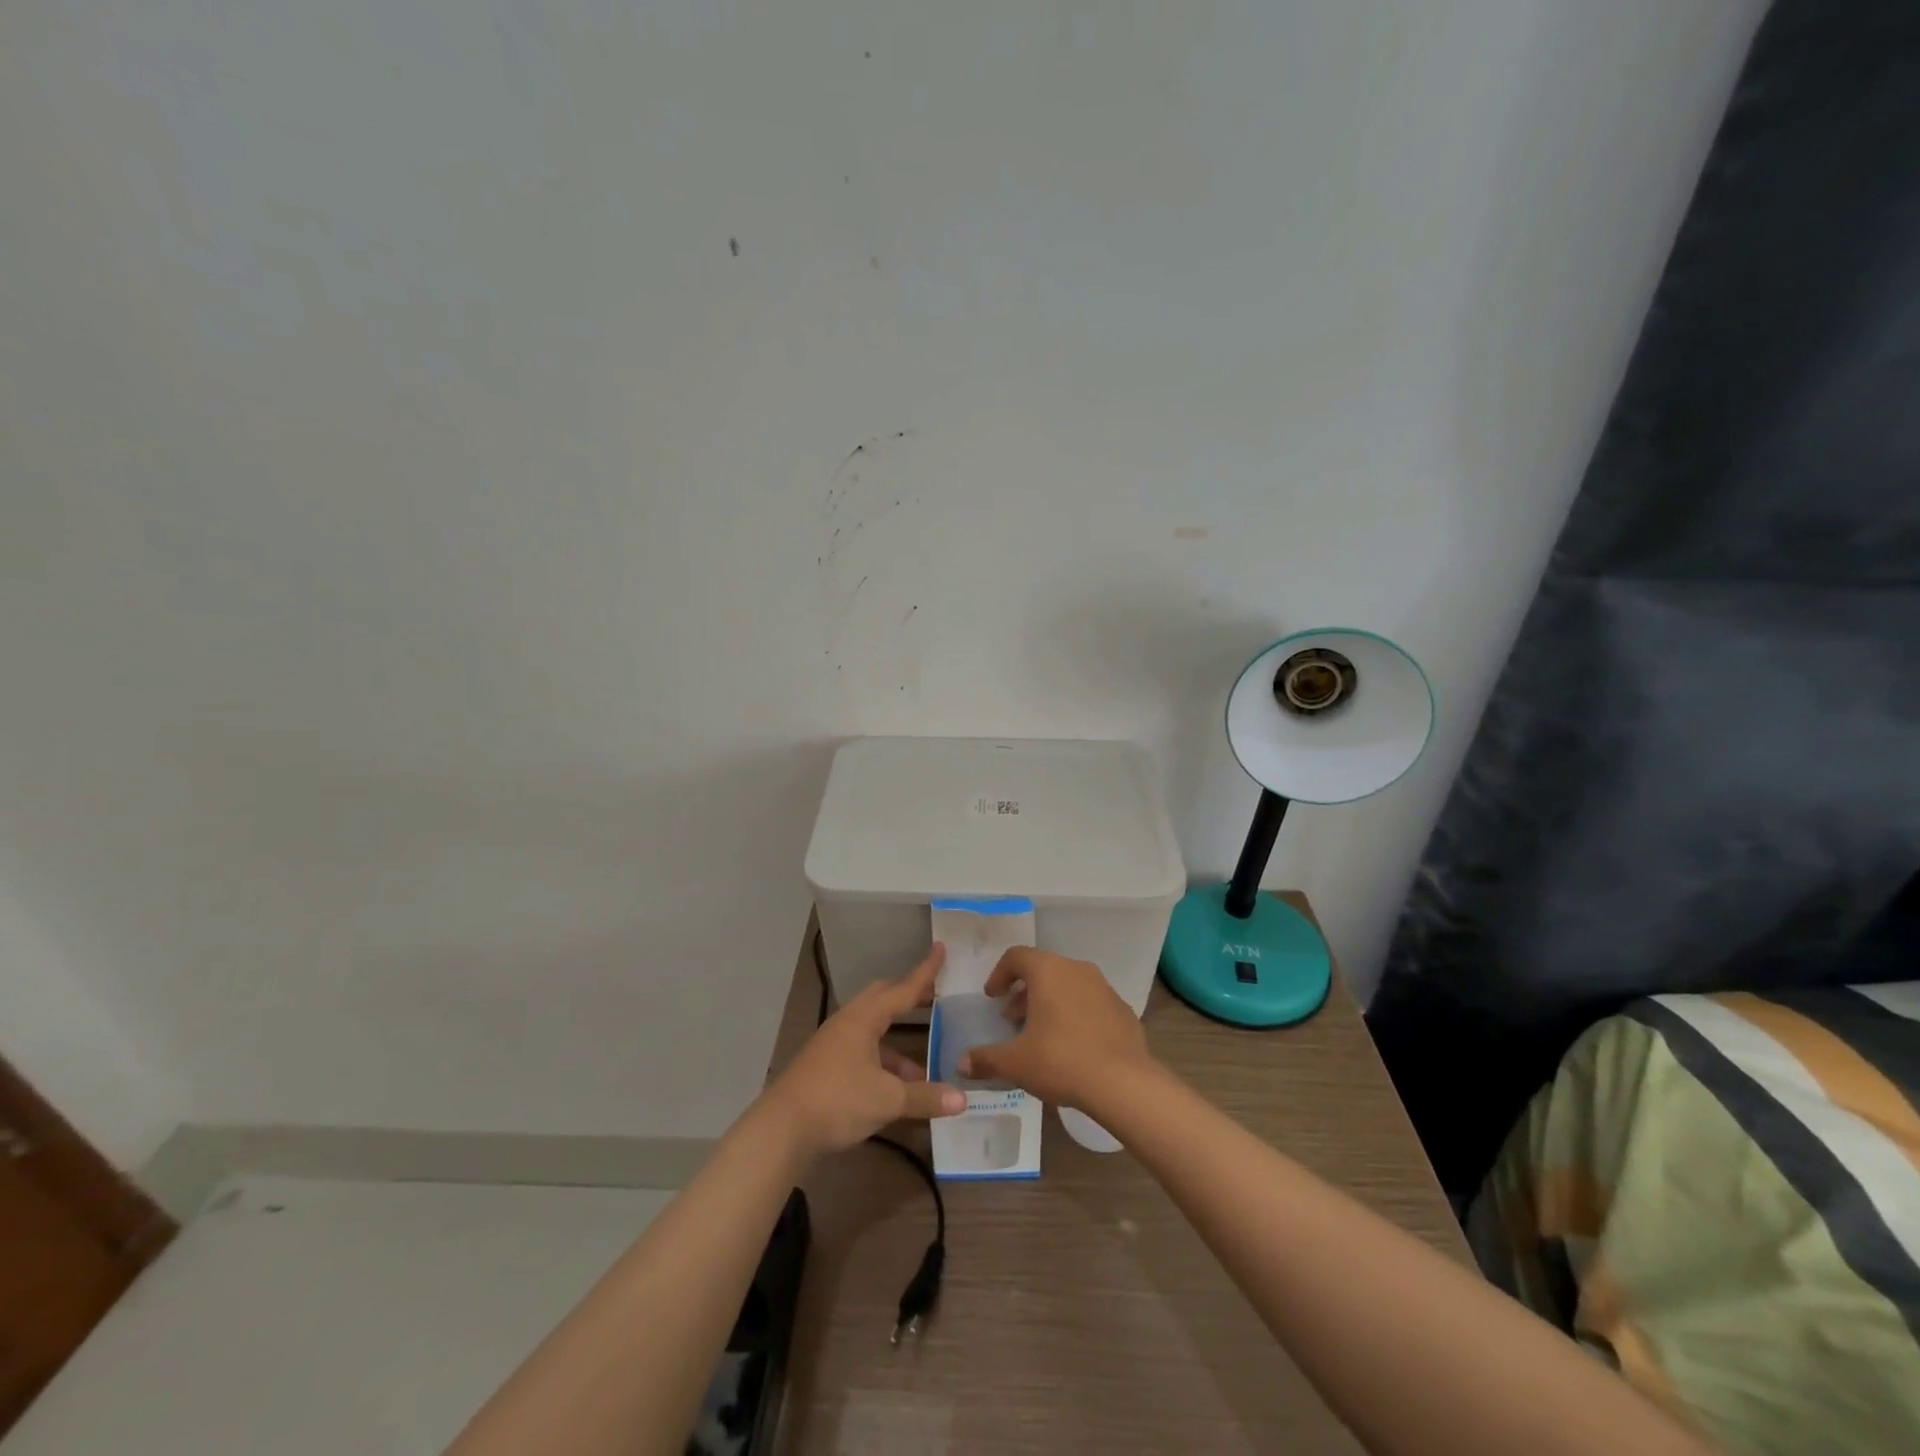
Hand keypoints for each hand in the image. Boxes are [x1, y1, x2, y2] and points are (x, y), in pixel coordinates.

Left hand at [764, 944, 965, 1157]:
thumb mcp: (887, 1100)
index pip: (902, 989)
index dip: (925, 972)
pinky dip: (882, 1062)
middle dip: (908, 998)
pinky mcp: (824, 1066)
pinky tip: (894, 1090)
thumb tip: (962, 1099)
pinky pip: (861, 1051)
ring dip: (897, 1045)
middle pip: (882, 999)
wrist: (781, 1130)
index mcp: (864, 1018)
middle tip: (933, 999)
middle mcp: (848, 1023)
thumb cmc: (838, 1101)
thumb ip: (925, 1098)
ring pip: (872, 1030)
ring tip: (923, 1069)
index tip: (940, 948)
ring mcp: (833, 1044)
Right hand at [956, 946, 1155, 1111]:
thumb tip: (962, 1063)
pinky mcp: (1122, 1009)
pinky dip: (1075, 1015)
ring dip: (1050, 1003)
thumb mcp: (1016, 1063)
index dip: (999, 974)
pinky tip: (1072, 1046)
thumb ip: (986, 1059)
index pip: (1017, 956)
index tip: (992, 997)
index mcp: (1048, 971)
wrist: (1124, 1083)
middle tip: (1012, 1020)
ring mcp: (1104, 987)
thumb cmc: (1062, 1060)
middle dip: (1024, 993)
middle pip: (1043, 970)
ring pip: (1068, 985)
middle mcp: (1077, 969)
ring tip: (1041, 1035)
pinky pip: (1091, 1004)